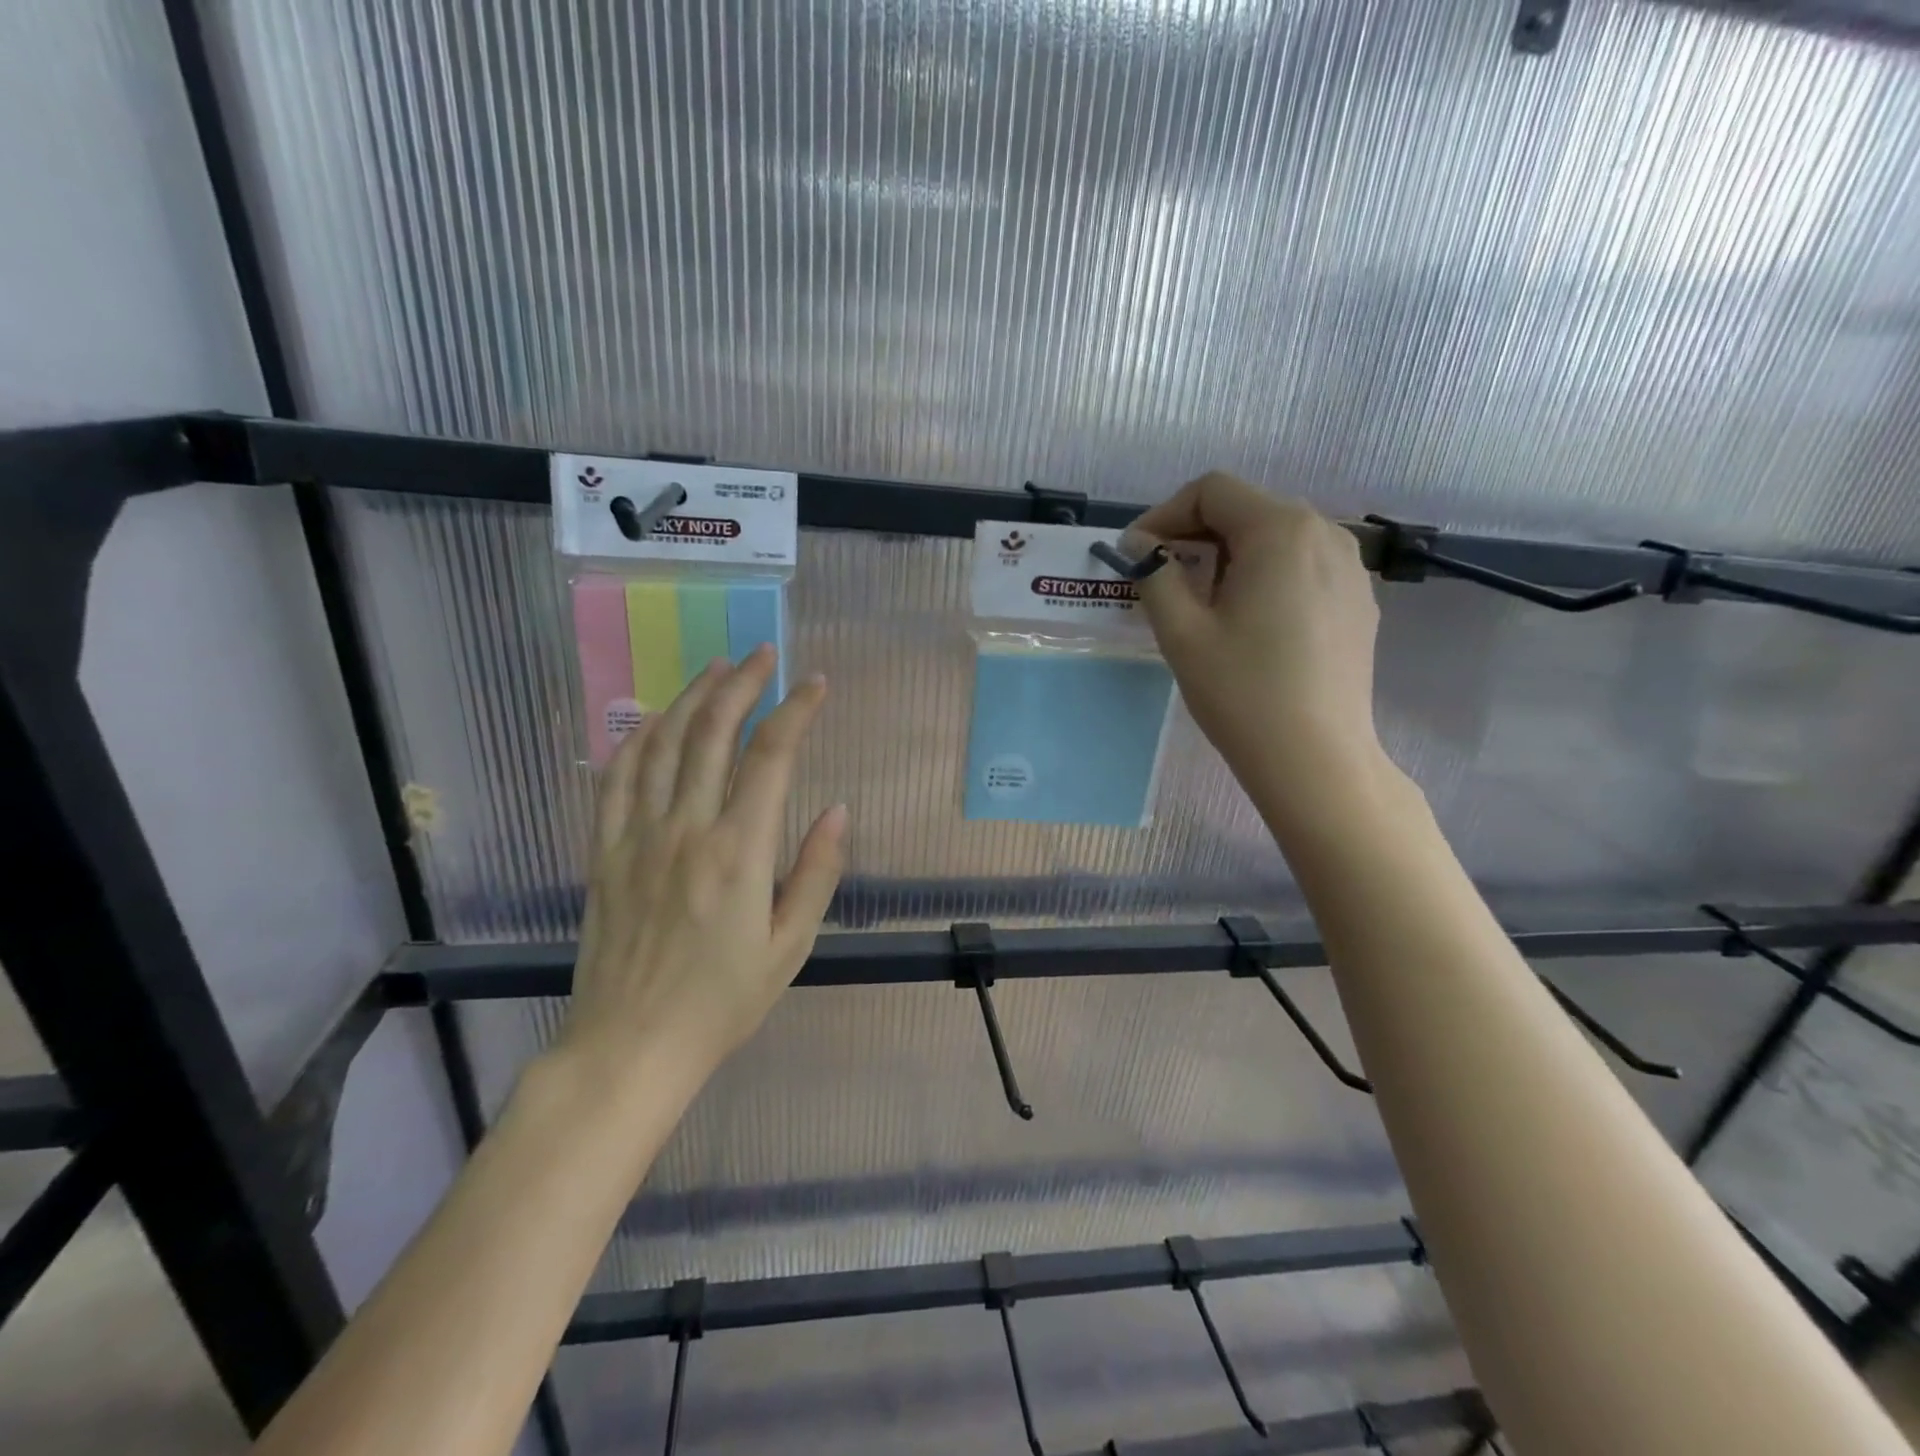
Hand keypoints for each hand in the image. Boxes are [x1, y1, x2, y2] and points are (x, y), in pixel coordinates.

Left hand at [558, 646, 847, 1099]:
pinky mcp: (605, 851)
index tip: (814, 684)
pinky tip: (656, 721)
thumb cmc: (723, 1001)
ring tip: (716, 669)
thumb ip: (817, 872)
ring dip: (691, 697)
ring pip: (662, 743)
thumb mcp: (791, 946)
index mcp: (740, 852)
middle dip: (742, 684)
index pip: (771, 757)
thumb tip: (838, 810)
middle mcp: (687, 829)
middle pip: (713, 732)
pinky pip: (617, 778)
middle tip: (763, 654)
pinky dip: (639, 738)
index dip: (795, 711)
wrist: (631, 1046)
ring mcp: (638, 836)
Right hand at [1125, 472, 1384, 819]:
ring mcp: (1351, 569)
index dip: (1165, 514)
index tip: (1138, 554)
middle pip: (1248, 509)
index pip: (1213, 491)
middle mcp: (1326, 534)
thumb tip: (1140, 545)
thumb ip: (1155, 574)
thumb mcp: (1182, 632)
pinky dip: (1266, 577)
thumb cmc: (1242, 692)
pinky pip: (1303, 567)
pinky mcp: (1358, 602)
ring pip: (1277, 538)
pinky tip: (1250, 623)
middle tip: (1163, 579)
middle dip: (1197, 535)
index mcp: (1281, 530)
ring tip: (1204, 603)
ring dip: (1230, 556)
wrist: (1316, 759)